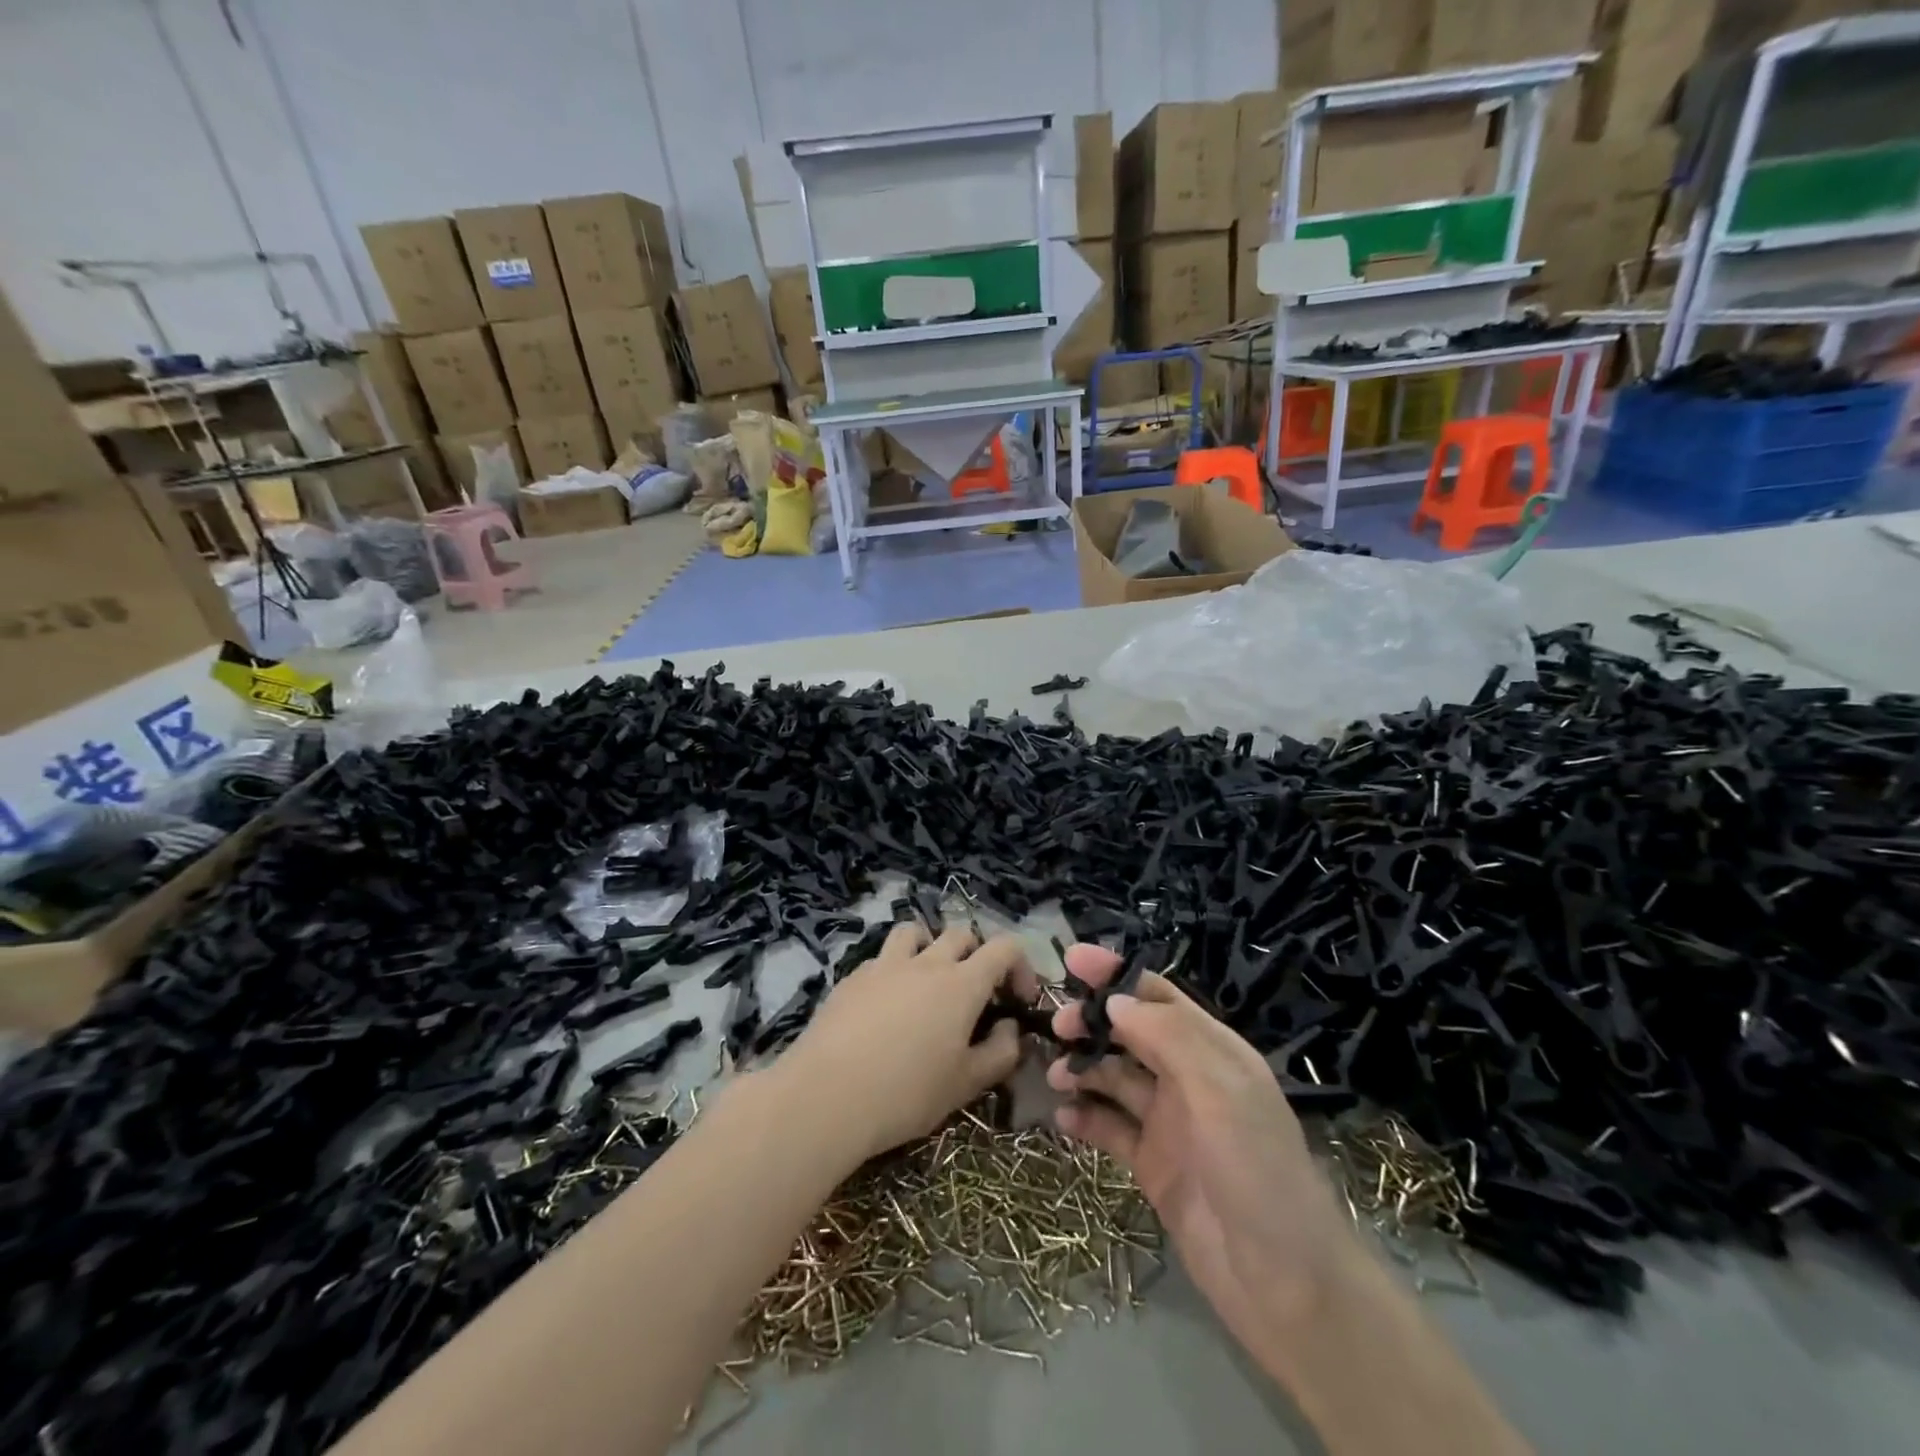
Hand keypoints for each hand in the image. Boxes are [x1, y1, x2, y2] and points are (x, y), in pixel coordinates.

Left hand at [781, 923, 1037, 1162]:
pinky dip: (894, 970)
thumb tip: (1009, 1027)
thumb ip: (1000, 1052)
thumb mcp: (966, 1084)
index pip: (1005, 948)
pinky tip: (886, 1006)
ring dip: (930, 948)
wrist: (827, 1095)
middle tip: (975, 994)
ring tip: (927, 982)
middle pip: (961, 934)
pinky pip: (882, 958)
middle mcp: (926, 962)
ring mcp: (885, 964)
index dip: (1020, 967)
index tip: (1018, 1000)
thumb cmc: (907, 1093)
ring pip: (915, 933)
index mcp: (962, 983)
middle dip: (977, 956)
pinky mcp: (852, 977)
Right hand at [1048, 945, 1352, 1355]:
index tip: (1073, 960)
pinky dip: (1086, 1117)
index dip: (1118, 975)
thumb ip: (1168, 1039)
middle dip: (1094, 1022)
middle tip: (1058, 1027)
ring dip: (1084, 1068)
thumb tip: (1115, 999)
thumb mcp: (1221, 1092)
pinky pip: (1111, 1129)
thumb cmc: (1258, 1172)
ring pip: (1116, 1078)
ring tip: (1055, 1074)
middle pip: (1132, 1033)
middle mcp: (1190, 1079)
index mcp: (1214, 1052)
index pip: (1160, 997)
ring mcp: (1171, 1123)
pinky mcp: (1154, 1166)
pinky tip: (1063, 1117)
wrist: (1285, 1287)